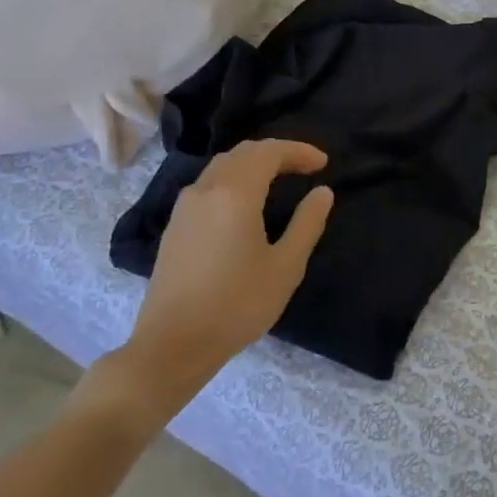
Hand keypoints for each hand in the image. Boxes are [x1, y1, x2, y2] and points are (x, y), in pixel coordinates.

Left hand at [108, 140, 333, 424]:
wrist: (172, 345)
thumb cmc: (237, 305)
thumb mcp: (285, 267)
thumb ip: (307, 223)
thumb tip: (322, 192)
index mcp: (234, 194)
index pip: (269, 152)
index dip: (298, 151)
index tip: (323, 164)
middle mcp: (205, 190)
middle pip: (243, 153)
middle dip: (277, 153)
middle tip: (305, 167)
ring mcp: (184, 208)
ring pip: (222, 166)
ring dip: (253, 164)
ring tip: (279, 179)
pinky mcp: (174, 227)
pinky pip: (208, 185)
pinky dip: (234, 179)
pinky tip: (246, 202)